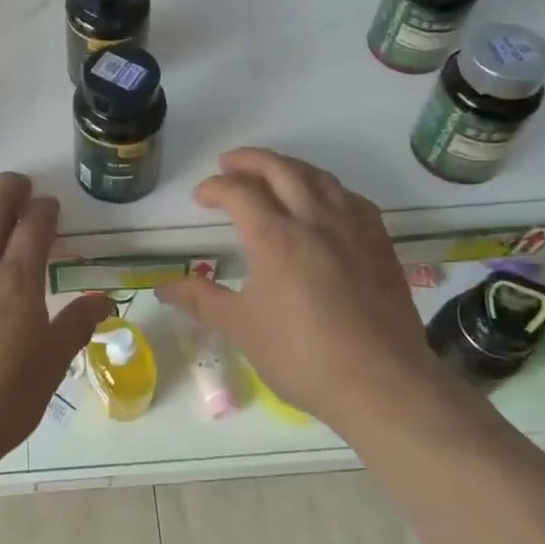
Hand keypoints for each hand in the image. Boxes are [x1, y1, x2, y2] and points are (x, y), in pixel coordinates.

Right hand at [157, 148, 434, 427]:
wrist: (381, 383)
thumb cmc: (302, 356)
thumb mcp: (241, 328)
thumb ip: (201, 300)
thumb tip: (163, 288)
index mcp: (275, 237)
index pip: (239, 192)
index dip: (214, 187)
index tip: (200, 197)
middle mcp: (314, 220)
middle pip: (280, 169)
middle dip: (250, 160)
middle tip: (229, 164)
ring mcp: (352, 228)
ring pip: (318, 177)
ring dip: (289, 166)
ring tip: (271, 173)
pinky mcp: (379, 243)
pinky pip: (350, 197)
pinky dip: (327, 188)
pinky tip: (323, 202)